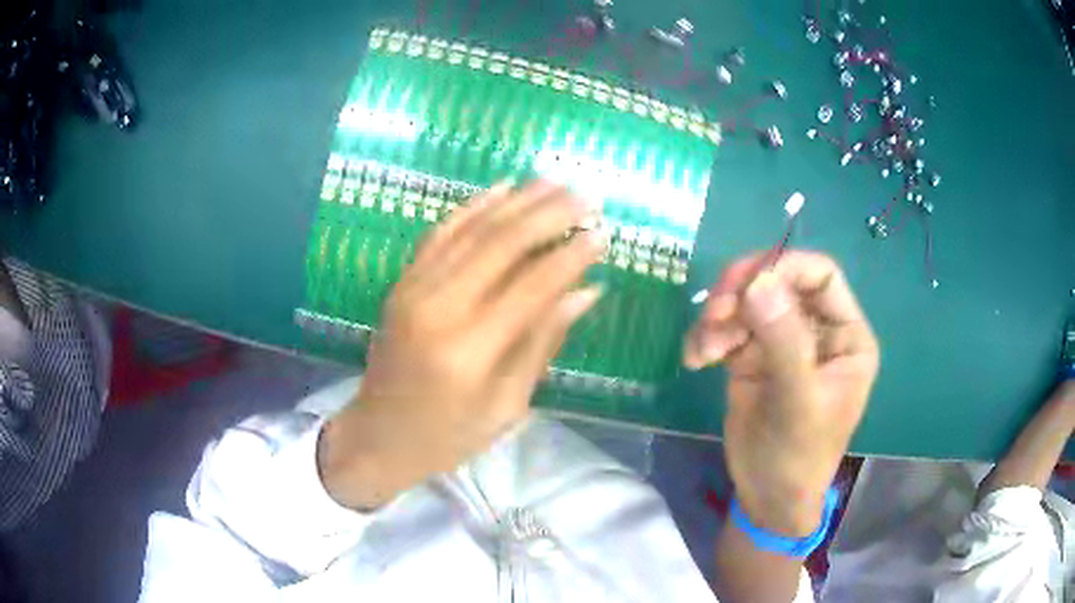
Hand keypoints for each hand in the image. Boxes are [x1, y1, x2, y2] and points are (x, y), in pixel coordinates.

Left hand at [319, 180, 604, 509]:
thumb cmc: (448, 437)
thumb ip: (543, 343)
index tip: (603, 235)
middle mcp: (438, 308)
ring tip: (555, 181)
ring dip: (518, 201)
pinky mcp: (401, 283)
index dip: (571, 256)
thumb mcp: (506, 405)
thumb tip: (586, 292)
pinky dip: (473, 207)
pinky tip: (501, 188)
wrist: (377, 437)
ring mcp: (413, 289)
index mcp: (469, 351)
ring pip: (472, 229)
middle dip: (550, 214)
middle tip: (587, 196)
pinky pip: (440, 233)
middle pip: (502, 244)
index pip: (532, 286)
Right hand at [684, 251, 878, 535]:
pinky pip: (726, 328)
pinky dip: (706, 336)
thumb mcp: (798, 402)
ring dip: (719, 317)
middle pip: (779, 280)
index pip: (820, 276)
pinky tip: (696, 359)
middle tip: (715, 311)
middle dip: (743, 290)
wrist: (766, 497)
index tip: (747, 285)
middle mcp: (816, 330)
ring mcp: (782, 341)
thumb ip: (784, 341)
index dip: (785, 268)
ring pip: (748, 301)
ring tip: (705, 350)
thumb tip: (759, 281)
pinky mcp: (751, 356)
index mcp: (845, 336)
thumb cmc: (798, 456)